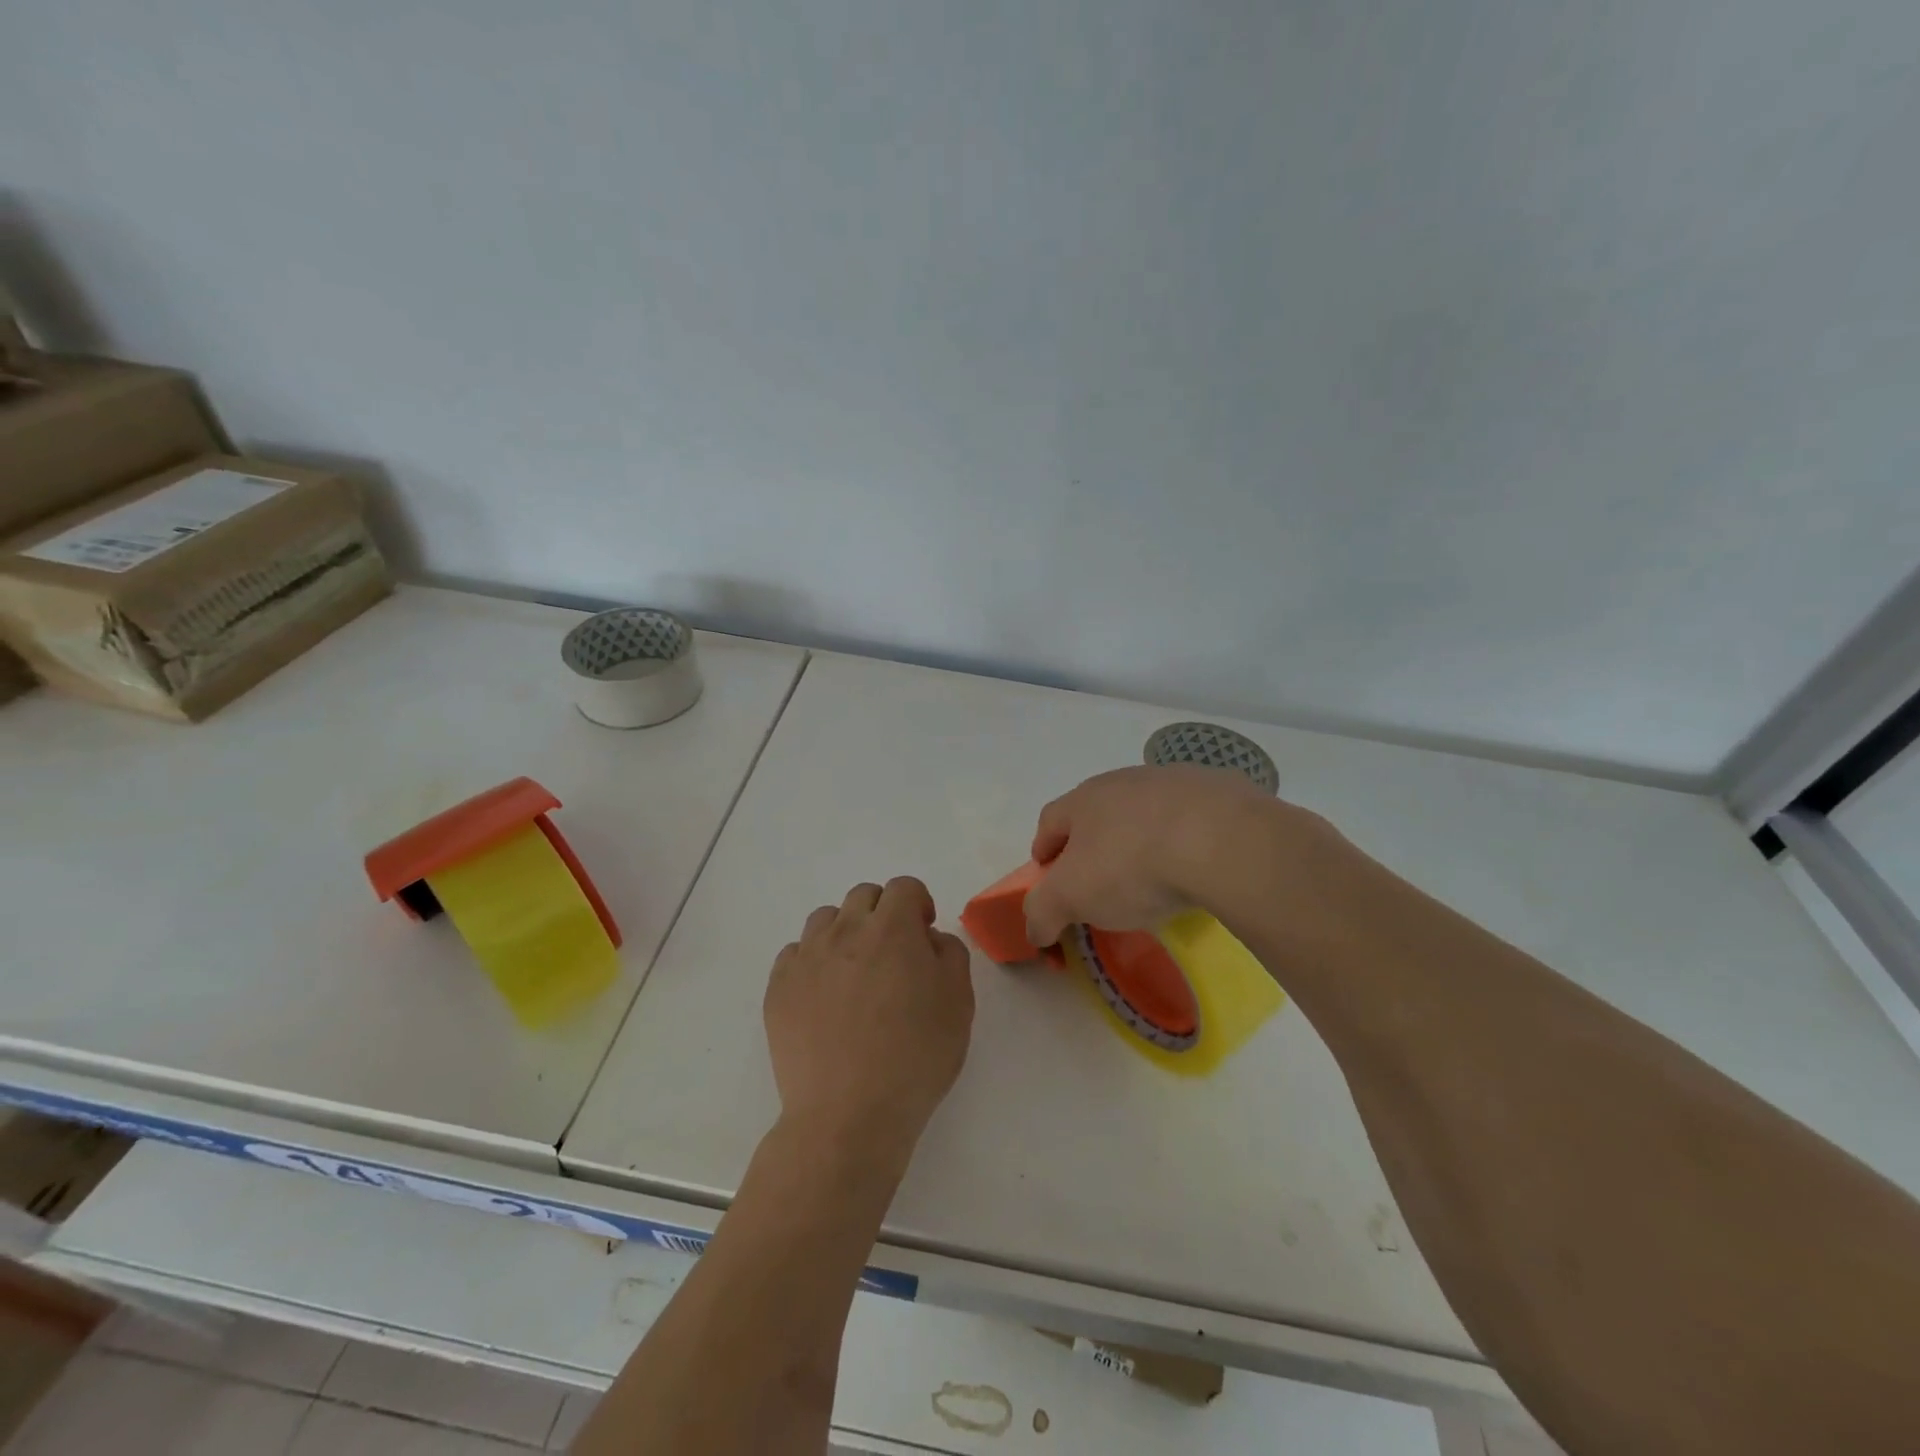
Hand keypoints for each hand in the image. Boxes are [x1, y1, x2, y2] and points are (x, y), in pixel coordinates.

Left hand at [764, 877, 974, 1166]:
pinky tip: (824, 997)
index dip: (919, 904)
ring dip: (845, 931)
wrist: (848, 1115)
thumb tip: (928, 937)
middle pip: (863, 895)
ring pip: (826, 919)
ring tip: (855, 972)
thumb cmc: (915, 1058)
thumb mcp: (958, 1003)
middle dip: (883, 912)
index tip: (924, 934)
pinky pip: (796, 953)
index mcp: (892, 929)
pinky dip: (813, 961)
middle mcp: (845, 930)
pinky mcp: (779, 987)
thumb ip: (950, 954)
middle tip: (893, 954)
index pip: (904, 887)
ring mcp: (807, 957)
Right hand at [1023, 764, 1320, 947]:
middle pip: (1098, 813)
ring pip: (1147, 813)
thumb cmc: (1132, 865)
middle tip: (1100, 882)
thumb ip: (1043, 912)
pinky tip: (1198, 868)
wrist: (1222, 840)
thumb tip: (1034, 929)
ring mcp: (1176, 782)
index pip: (1050, 821)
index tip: (1048, 877)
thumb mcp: (1071, 897)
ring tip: (1155, 878)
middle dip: (1094, 844)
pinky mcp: (1221, 792)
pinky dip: (1188, 841)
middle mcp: (1125, 781)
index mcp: (1084, 799)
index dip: (1044, 850)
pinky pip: (1194, 820)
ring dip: (1142, 839)